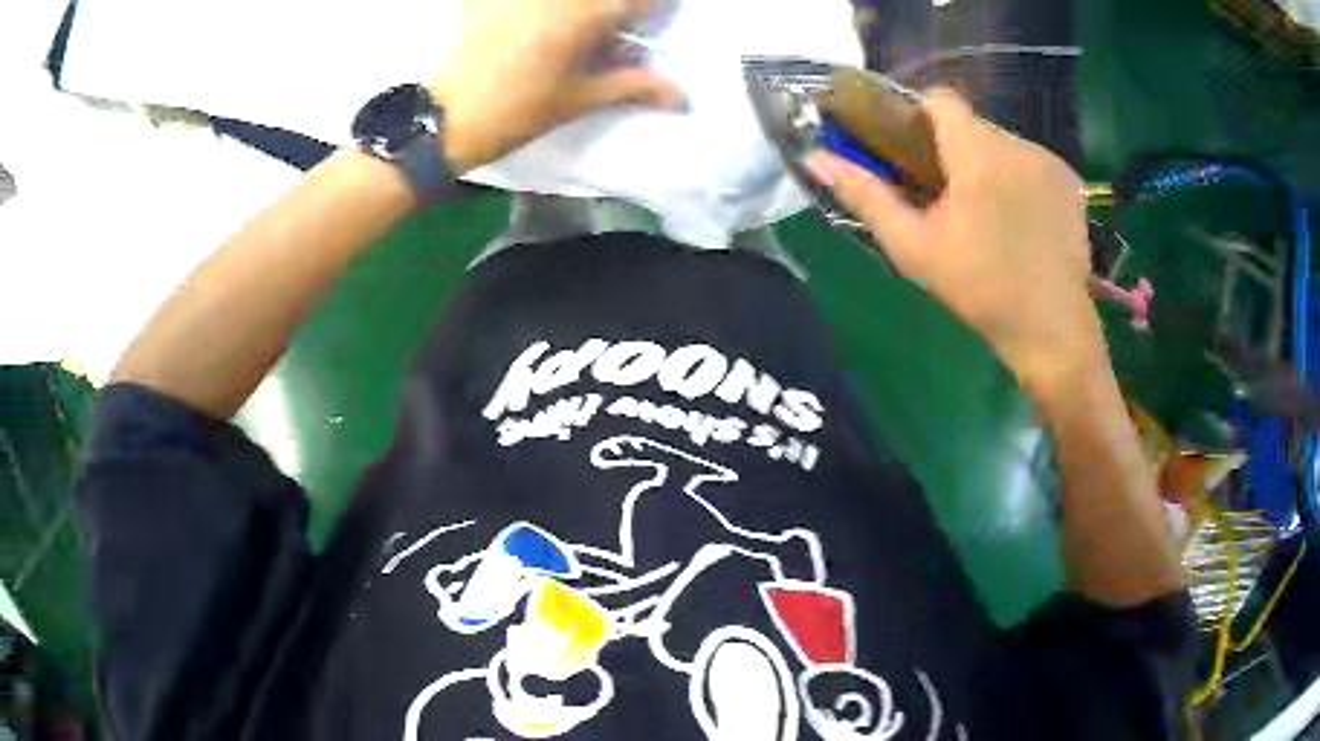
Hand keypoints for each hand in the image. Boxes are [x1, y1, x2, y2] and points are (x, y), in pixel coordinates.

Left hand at [431, 0, 683, 171]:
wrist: (442, 119)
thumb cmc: (513, 114)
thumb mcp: (576, 100)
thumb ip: (632, 86)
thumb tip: (683, 96)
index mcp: (581, 18)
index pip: (636, 1)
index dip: (652, 7)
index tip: (652, 18)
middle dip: (616, 10)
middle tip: (607, 32)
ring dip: (582, 10)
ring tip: (574, 34)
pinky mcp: (486, 0)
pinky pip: (520, 1)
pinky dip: (541, 11)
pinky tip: (534, 23)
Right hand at [807, 89, 1103, 394]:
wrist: (1052, 330)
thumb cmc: (980, 289)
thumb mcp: (914, 247)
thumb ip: (867, 196)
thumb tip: (818, 159)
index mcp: (977, 152)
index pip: (940, 99)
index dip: (918, 115)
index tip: (911, 150)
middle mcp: (1017, 143)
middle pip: (971, 125)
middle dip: (953, 150)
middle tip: (944, 196)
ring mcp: (1049, 163)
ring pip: (1002, 144)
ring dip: (986, 165)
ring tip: (984, 215)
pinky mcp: (1071, 184)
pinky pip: (1031, 163)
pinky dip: (1017, 179)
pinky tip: (1018, 221)